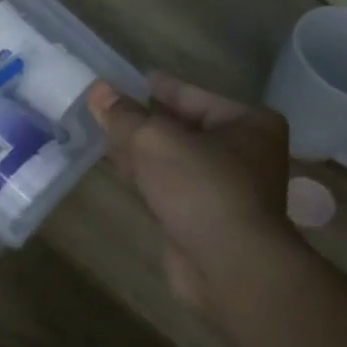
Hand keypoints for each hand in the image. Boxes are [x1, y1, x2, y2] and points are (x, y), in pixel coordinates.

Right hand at [86, 72, 301, 310]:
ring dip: (143, 150)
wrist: (229, 267)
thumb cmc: (201, 187)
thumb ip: (124, 115)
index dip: (155, 86)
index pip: (192, 95)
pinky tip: (120, 168)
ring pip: (175, 159)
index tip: (124, 79)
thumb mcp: (154, 139)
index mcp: (248, 123)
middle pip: (184, 127)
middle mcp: (245, 153)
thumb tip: (98, 90)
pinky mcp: (207, 220)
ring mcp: (227, 189)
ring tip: (105, 133)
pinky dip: (148, 177)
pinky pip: (171, 187)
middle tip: (106, 106)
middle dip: (145, 119)